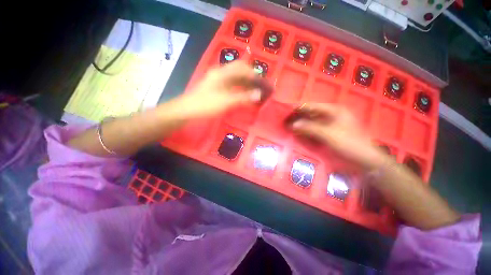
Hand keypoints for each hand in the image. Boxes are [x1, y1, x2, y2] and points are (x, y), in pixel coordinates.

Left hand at [175, 61, 263, 118]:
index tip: (265, 84)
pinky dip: (241, 89)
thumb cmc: (205, 105)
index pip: (243, 68)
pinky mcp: (217, 88)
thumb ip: (243, 97)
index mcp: (223, 73)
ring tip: (257, 92)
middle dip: (253, 78)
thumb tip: (259, 94)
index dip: (256, 76)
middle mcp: (221, 73)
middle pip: (241, 71)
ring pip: (237, 79)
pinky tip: (245, 95)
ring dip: (248, 84)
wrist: (187, 110)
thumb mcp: (226, 102)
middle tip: (262, 88)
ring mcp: (218, 81)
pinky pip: (232, 86)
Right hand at [290, 103, 388, 170]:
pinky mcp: (331, 132)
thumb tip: (293, 124)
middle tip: (287, 122)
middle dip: (300, 118)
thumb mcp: (328, 134)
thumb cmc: (349, 143)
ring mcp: (332, 124)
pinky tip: (301, 134)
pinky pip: (316, 129)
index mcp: (334, 110)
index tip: (287, 113)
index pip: (312, 106)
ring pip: (313, 122)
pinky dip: (308, 131)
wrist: (365, 159)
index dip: (299, 109)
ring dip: (303, 125)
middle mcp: (332, 114)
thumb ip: (309, 128)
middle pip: (312, 113)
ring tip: (291, 128)